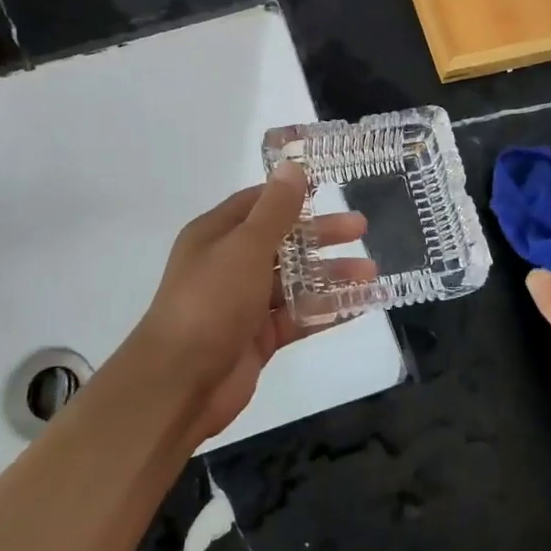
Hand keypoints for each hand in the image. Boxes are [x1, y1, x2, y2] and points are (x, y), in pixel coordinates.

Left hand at [124, 161, 373, 441]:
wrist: (179, 384)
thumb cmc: (210, 302)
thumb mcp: (246, 246)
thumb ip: (275, 210)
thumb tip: (292, 166)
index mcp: (217, 235)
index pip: (258, 203)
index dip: (291, 195)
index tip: (328, 188)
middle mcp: (229, 264)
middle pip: (283, 242)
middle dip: (321, 235)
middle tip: (361, 229)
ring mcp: (244, 303)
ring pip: (295, 281)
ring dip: (331, 275)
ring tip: (371, 273)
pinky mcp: (258, 337)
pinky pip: (298, 316)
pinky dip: (327, 310)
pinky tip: (361, 305)